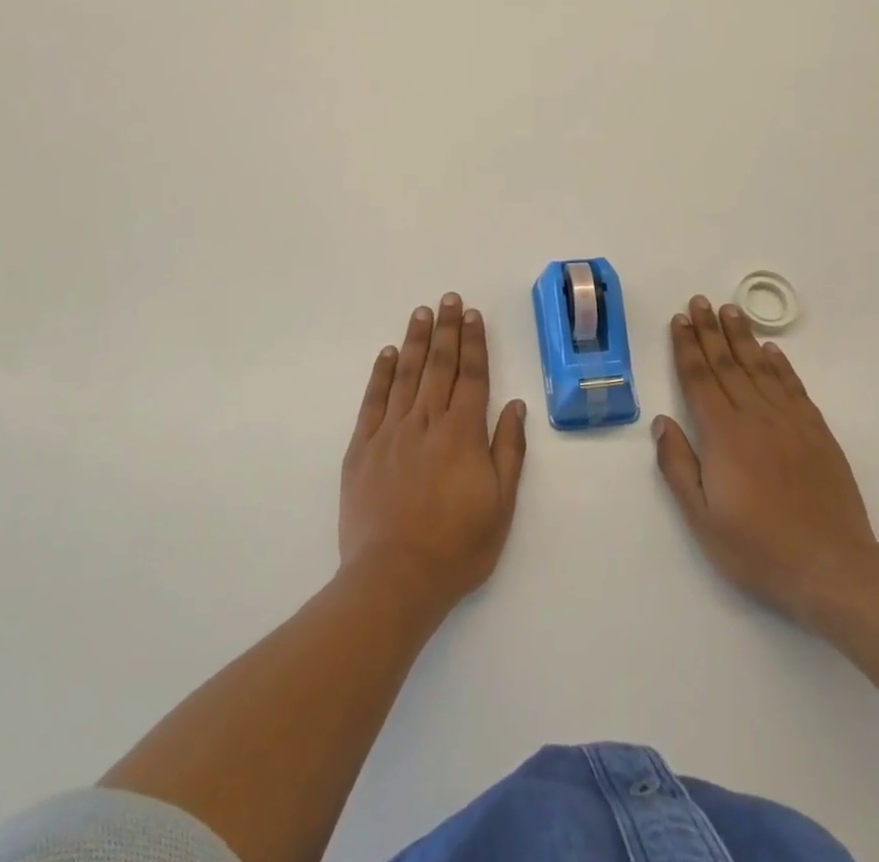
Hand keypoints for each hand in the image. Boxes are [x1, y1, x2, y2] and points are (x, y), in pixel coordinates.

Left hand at [339, 295, 527, 619]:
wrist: (394, 579)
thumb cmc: (457, 547)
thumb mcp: (501, 505)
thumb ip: (508, 450)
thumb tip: (515, 406)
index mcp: (462, 433)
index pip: (472, 376)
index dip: (473, 342)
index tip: (472, 314)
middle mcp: (427, 422)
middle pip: (439, 365)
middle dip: (446, 329)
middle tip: (448, 298)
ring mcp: (391, 432)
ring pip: (405, 374)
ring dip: (415, 340)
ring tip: (421, 312)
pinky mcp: (362, 447)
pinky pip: (373, 400)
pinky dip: (380, 373)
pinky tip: (386, 353)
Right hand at [653, 296, 878, 631]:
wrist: (834, 569)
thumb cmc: (759, 550)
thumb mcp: (703, 520)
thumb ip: (678, 467)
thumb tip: (661, 422)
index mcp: (723, 436)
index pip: (699, 380)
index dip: (687, 347)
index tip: (680, 320)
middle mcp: (755, 418)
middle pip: (727, 365)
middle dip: (710, 331)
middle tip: (700, 301)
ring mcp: (790, 422)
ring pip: (760, 368)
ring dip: (742, 337)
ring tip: (730, 310)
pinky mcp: (817, 433)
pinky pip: (794, 387)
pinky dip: (781, 365)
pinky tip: (771, 349)